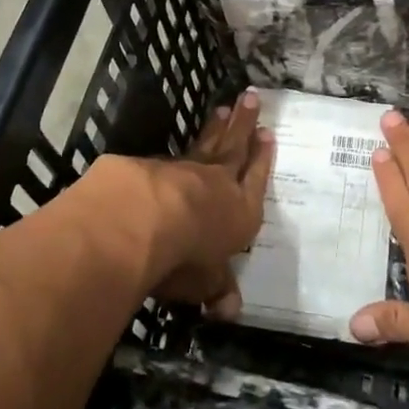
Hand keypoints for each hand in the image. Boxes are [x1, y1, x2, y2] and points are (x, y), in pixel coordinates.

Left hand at [88, 89, 273, 319]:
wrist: (141, 221)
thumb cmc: (184, 257)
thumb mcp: (204, 283)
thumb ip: (216, 291)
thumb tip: (229, 312)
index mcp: (240, 213)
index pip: (256, 180)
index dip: (262, 159)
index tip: (267, 134)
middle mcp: (217, 185)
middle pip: (234, 148)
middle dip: (244, 124)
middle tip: (250, 97)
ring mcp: (185, 171)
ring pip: (206, 144)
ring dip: (215, 128)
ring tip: (222, 109)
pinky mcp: (152, 167)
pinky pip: (170, 157)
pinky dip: (177, 152)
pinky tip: (174, 150)